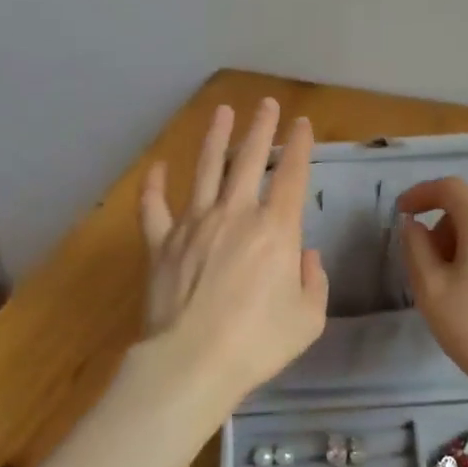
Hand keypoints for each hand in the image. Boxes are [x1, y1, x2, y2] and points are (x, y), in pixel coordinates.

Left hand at [138, 98, 328, 418]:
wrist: (192, 362)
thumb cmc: (258, 343)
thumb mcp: (307, 318)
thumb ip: (313, 281)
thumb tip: (305, 256)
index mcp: (276, 229)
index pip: (292, 176)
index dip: (300, 146)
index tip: (302, 124)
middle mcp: (235, 214)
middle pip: (249, 160)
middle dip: (260, 128)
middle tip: (266, 104)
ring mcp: (193, 224)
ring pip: (205, 169)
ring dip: (215, 138)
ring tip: (223, 112)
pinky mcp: (161, 243)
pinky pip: (154, 207)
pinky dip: (153, 186)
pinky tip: (157, 167)